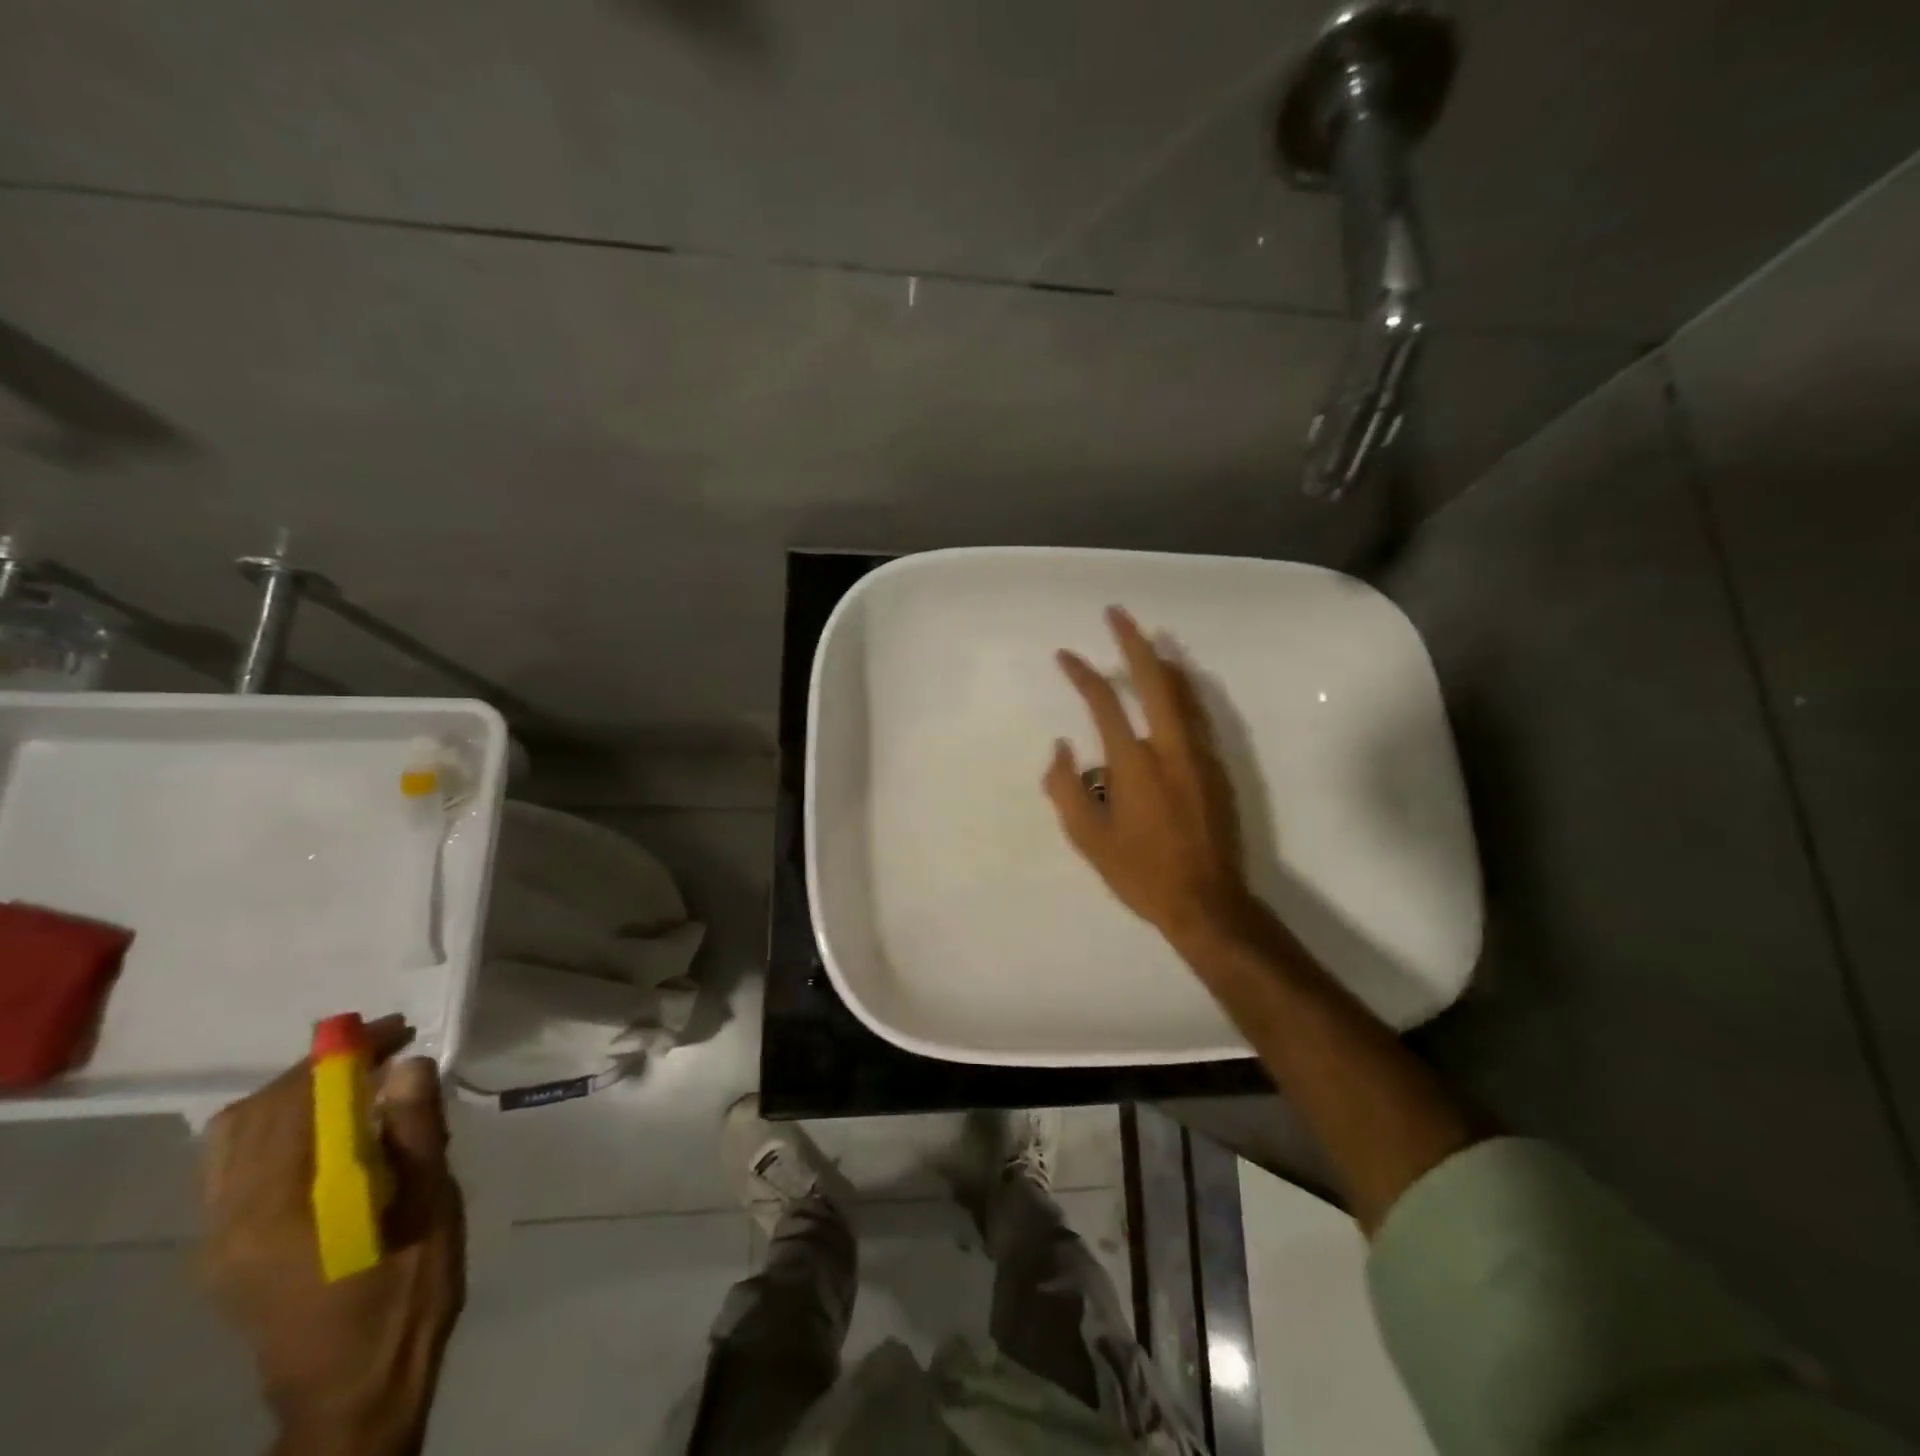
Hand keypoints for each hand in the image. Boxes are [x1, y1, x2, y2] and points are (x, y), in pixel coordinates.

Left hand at [201, 1016, 464, 1455]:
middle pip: (261, 1110)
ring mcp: (217, 1237)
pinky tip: (325, 1129)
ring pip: (236, 1134)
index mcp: (285, 1210)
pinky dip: (275, 1124)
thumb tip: (406, 1063)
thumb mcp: (431, 1208)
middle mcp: (232, 1219)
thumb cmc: (407, 1293)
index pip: (301, 1102)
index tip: (397, 1029)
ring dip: (295, 1092)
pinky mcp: (221, 1249)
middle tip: (388, 1050)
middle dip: (324, 1065)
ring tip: (357, 1082)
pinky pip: (231, 1163)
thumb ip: (416, 1133)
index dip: (347, 1053)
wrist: (353, 1389)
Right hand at [1045, 606, 1253, 945]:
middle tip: (1117, 613)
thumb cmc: (1140, 873)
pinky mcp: (1218, 767)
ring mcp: (1200, 754)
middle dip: (1133, 641)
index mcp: (1133, 762)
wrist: (1208, 902)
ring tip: (1147, 640)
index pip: (1103, 702)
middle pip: (1153, 678)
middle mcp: (1170, 747)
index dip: (1081, 673)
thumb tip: (1062, 748)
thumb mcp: (1087, 839)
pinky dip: (1182, 690)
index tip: (1064, 655)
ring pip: (1183, 691)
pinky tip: (1176, 688)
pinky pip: (1197, 714)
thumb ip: (1065, 788)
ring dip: (1162, 661)